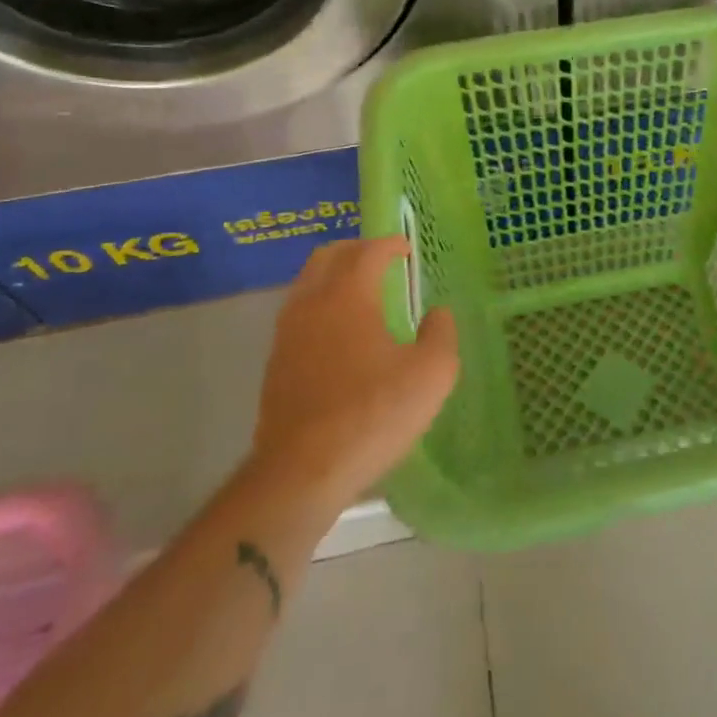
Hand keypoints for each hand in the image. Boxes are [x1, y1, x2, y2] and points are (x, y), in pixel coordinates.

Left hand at [249, 237, 457, 514]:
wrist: (302, 472)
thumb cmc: (373, 414)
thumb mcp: (431, 374)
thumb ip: (441, 334)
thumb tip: (437, 314)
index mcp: (348, 296)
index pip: (367, 252)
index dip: (389, 244)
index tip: (406, 249)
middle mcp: (311, 304)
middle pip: (327, 257)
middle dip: (356, 250)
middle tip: (381, 258)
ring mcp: (287, 334)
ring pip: (307, 284)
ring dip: (333, 277)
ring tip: (361, 292)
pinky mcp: (275, 364)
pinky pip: (299, 314)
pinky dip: (321, 306)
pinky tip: (340, 333)